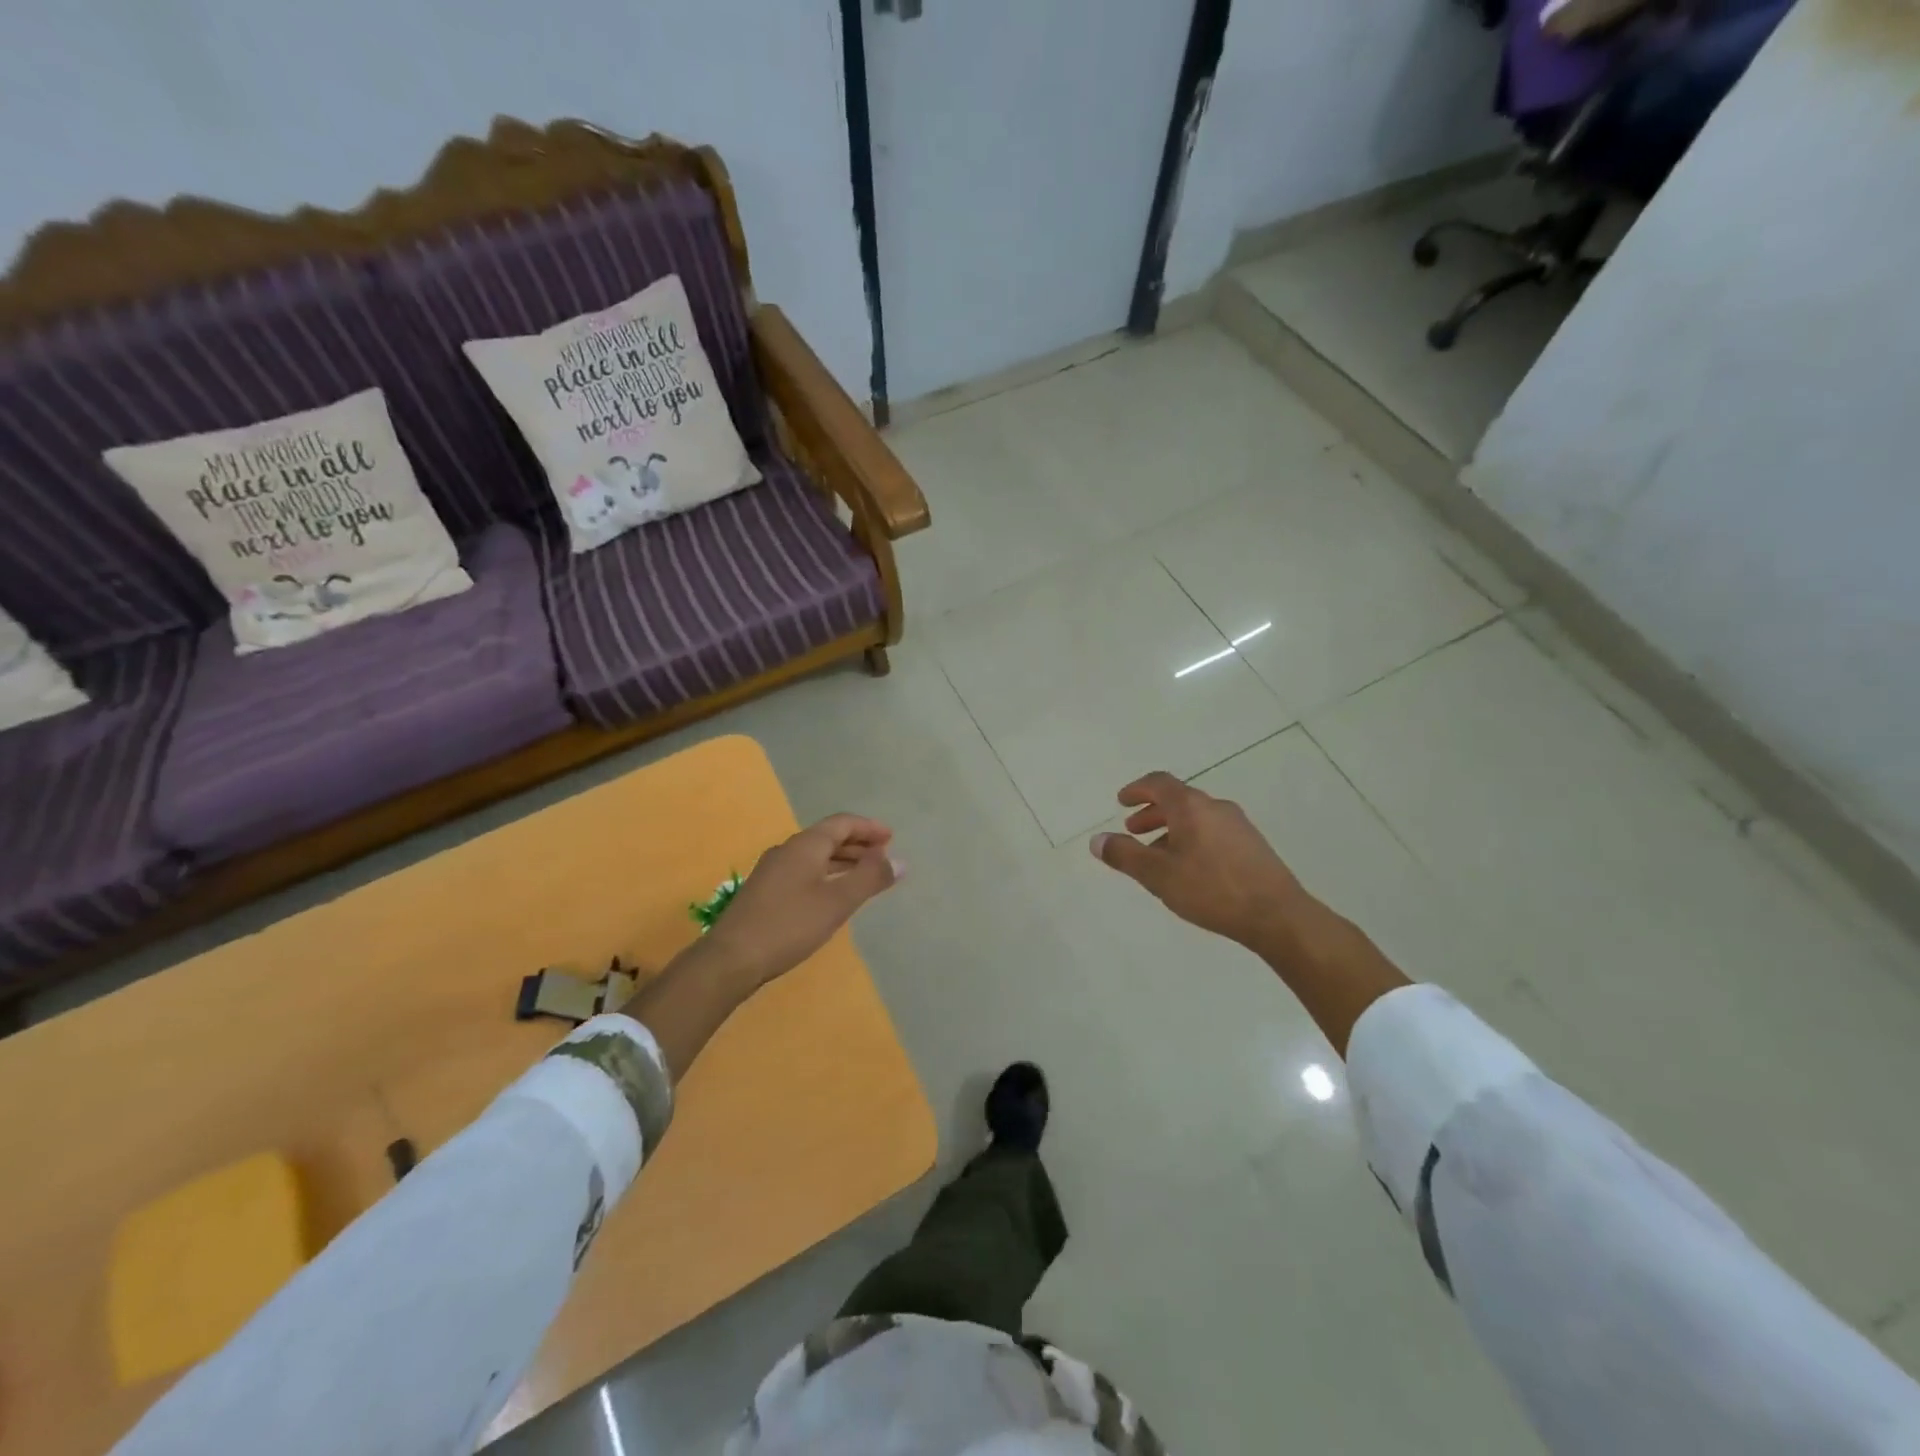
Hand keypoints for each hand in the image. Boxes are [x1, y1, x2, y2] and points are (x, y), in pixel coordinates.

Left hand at [703, 813, 902, 988]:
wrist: (731, 958)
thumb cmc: (789, 925)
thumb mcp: (837, 902)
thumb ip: (870, 878)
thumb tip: (900, 861)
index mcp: (805, 845)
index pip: (842, 823)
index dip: (868, 828)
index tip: (891, 838)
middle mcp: (787, 850)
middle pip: (827, 837)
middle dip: (857, 844)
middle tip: (882, 857)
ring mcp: (772, 871)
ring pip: (814, 856)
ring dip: (842, 861)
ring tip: (863, 875)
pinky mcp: (764, 891)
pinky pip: (803, 871)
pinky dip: (825, 874)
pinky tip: (831, 895)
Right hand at [1091, 771, 1311, 951]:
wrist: (1277, 915)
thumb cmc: (1211, 889)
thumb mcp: (1158, 875)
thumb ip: (1125, 855)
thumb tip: (1097, 840)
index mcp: (1191, 807)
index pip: (1159, 783)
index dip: (1137, 789)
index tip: (1121, 801)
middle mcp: (1215, 807)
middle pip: (1178, 799)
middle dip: (1152, 812)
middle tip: (1133, 829)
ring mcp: (1238, 825)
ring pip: (1196, 817)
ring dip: (1171, 828)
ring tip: (1157, 855)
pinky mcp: (1252, 845)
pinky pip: (1212, 831)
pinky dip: (1191, 838)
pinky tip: (1189, 868)